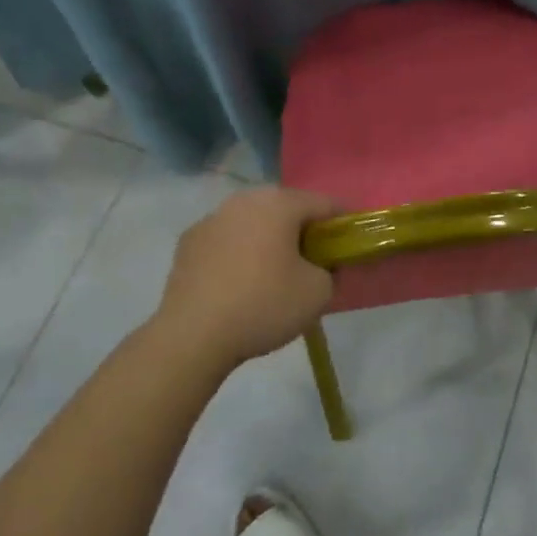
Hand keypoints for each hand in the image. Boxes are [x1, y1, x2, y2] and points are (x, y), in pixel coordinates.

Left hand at [154, 188, 339, 367]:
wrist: (192, 335)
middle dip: (303, 229)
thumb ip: (330, 270)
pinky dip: (238, 252)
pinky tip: (239, 282)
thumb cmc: (264, 305)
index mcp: (280, 203)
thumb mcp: (318, 293)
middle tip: (314, 261)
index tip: (348, 246)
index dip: (342, 223)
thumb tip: (321, 266)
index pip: (325, 203)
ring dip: (268, 238)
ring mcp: (211, 218)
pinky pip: (226, 240)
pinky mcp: (188, 242)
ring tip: (274, 272)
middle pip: (286, 207)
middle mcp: (245, 200)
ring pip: (253, 222)